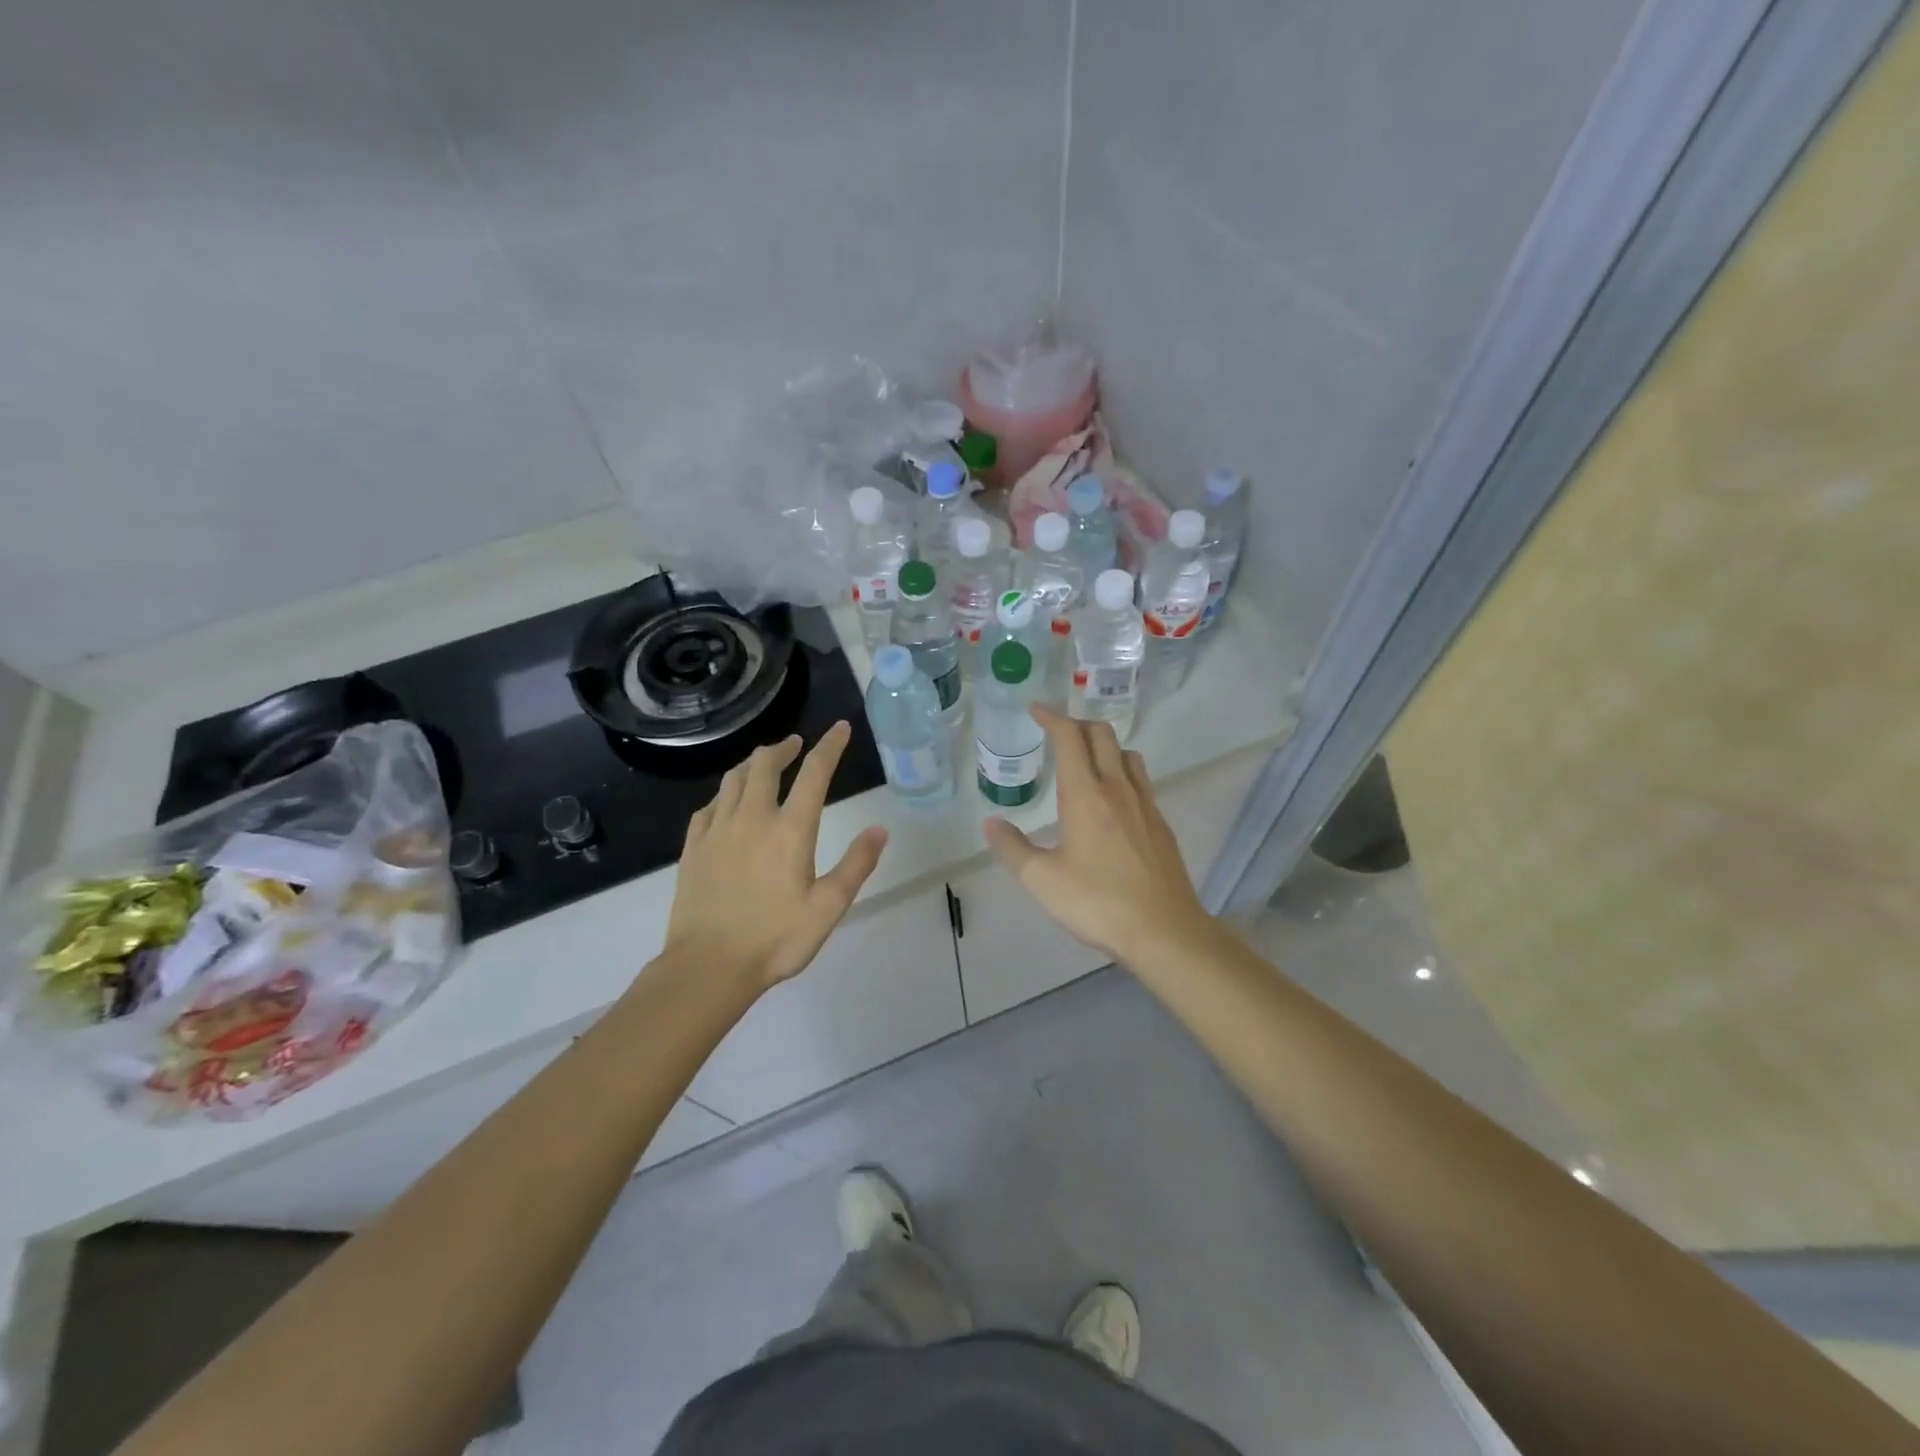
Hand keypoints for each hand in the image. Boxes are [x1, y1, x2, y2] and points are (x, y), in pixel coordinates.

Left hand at [664, 722, 888, 991]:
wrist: (707, 968)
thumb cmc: (775, 940)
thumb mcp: (829, 907)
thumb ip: (856, 865)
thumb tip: (879, 829)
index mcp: (789, 830)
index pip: (813, 773)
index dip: (829, 746)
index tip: (839, 728)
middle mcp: (751, 819)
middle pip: (763, 765)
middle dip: (782, 748)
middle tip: (794, 745)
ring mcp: (717, 831)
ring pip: (732, 780)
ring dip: (751, 765)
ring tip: (762, 765)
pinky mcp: (693, 848)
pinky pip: (708, 807)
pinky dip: (723, 795)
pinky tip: (727, 803)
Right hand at [983, 706, 1213, 962]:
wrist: (1164, 931)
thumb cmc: (1097, 902)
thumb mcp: (1041, 880)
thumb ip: (1013, 848)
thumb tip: (991, 823)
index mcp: (1085, 795)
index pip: (1070, 739)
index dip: (1052, 718)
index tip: (1037, 710)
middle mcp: (1118, 789)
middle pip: (1103, 736)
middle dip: (1079, 725)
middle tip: (1058, 732)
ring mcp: (1145, 805)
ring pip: (1128, 756)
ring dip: (1106, 746)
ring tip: (1088, 760)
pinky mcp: (1161, 825)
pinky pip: (1142, 782)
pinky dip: (1123, 772)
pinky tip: (1114, 800)